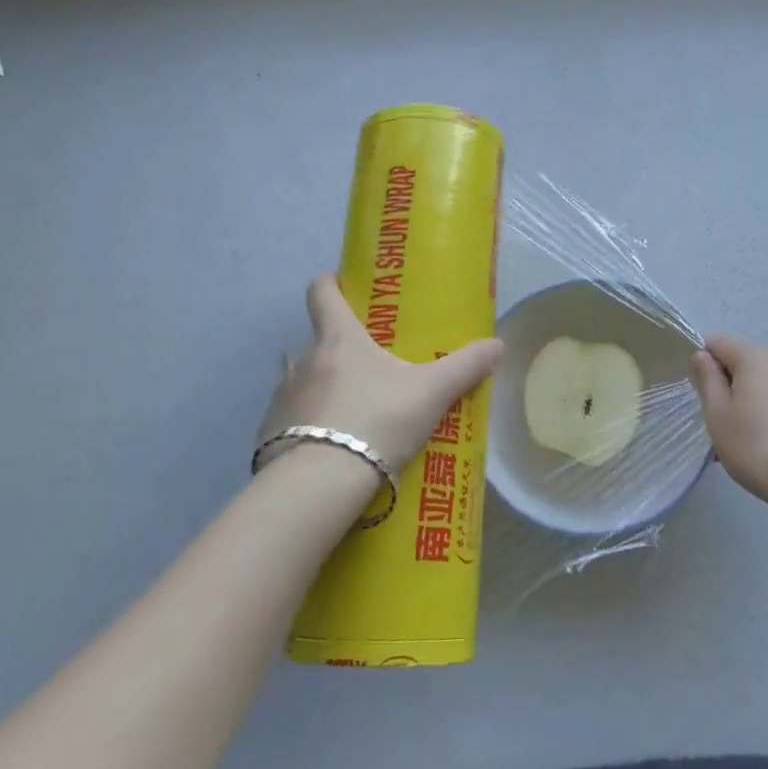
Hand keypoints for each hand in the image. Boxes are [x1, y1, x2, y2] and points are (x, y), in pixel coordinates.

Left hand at [257, 277, 503, 473]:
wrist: (321, 483)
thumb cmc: (377, 420)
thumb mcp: (431, 393)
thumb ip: (465, 367)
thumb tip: (499, 344)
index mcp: (339, 339)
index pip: (322, 294)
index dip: (329, 285)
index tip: (341, 286)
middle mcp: (303, 360)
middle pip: (314, 340)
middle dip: (337, 348)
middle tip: (367, 365)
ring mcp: (282, 398)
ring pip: (300, 381)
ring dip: (319, 388)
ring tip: (348, 409)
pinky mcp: (268, 435)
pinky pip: (289, 421)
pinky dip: (307, 426)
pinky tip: (328, 447)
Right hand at [690, 336, 767, 516]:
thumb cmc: (756, 445)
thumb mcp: (717, 413)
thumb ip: (707, 379)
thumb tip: (702, 356)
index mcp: (754, 357)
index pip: (716, 344)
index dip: (701, 365)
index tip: (698, 395)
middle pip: (738, 365)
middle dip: (723, 389)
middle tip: (715, 423)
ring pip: (756, 388)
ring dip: (741, 407)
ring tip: (735, 444)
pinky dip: (761, 419)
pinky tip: (759, 450)